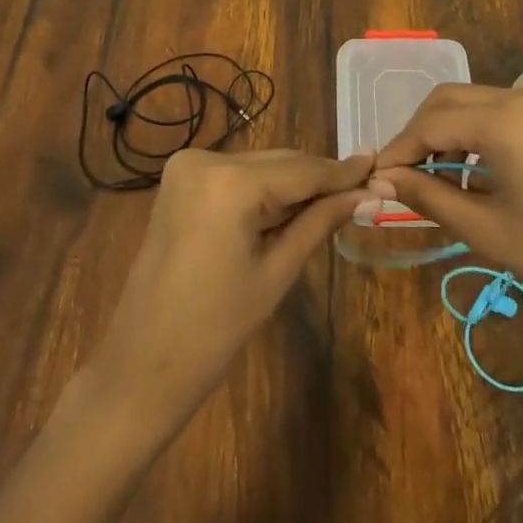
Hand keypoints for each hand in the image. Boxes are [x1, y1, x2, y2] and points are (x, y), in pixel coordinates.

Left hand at [91, 148, 372, 425]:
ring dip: (293, 184)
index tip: (380, 167)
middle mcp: (205, 159)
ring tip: (335, 202)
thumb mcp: (277, 271)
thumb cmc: (216, 329)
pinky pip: (235, 176)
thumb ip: (321, 221)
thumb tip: (370, 194)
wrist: (142, 363)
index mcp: (229, 182)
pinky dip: (264, 189)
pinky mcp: (178, 181)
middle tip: (365, 190)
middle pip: (280, 162)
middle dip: (320, 178)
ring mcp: (186, 167)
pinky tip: (291, 207)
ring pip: (259, 166)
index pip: (302, 170)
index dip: (343, 172)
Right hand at [372, 85, 522, 352]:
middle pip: (450, 99)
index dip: (399, 149)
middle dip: (419, 133)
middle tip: (400, 175)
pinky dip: (475, 131)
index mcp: (506, 120)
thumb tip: (380, 179)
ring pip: (475, 101)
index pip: (432, 122)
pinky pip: (502, 111)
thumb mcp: (484, 228)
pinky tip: (467, 167)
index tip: (375, 177)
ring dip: (446, 129)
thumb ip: (426, 194)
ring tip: (429, 175)